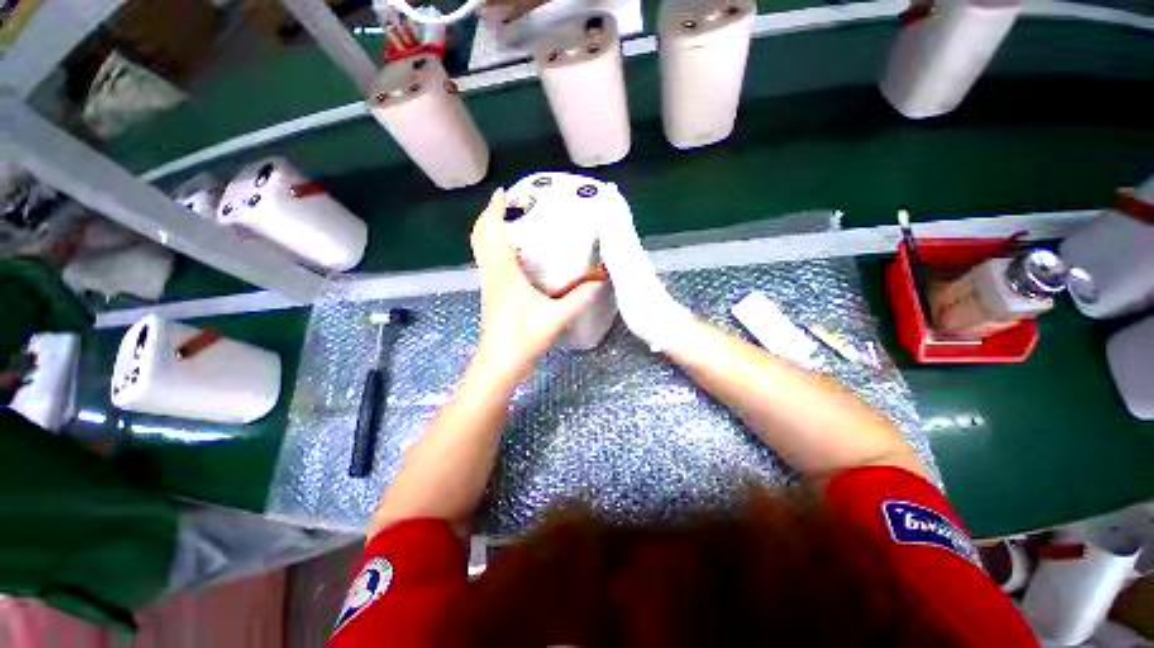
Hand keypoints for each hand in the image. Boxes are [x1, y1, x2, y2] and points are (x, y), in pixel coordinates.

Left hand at [471, 188, 605, 372]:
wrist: (500, 363)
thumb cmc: (524, 338)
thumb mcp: (557, 317)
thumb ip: (580, 298)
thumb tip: (600, 279)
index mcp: (504, 273)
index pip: (493, 233)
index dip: (495, 210)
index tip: (504, 192)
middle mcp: (492, 274)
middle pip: (480, 237)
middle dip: (489, 216)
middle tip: (509, 205)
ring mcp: (489, 284)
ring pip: (482, 249)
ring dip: (491, 231)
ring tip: (512, 222)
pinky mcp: (491, 294)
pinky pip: (488, 262)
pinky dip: (495, 248)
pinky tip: (513, 253)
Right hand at [597, 187, 693, 352]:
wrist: (664, 326)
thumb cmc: (644, 309)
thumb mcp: (628, 283)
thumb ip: (617, 258)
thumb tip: (607, 232)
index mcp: (631, 257)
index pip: (618, 229)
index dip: (611, 212)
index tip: (605, 192)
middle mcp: (635, 258)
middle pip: (623, 229)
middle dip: (614, 211)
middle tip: (606, 192)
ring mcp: (636, 267)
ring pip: (624, 239)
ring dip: (616, 223)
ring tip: (606, 210)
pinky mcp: (635, 278)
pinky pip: (624, 252)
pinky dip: (618, 242)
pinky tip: (613, 243)